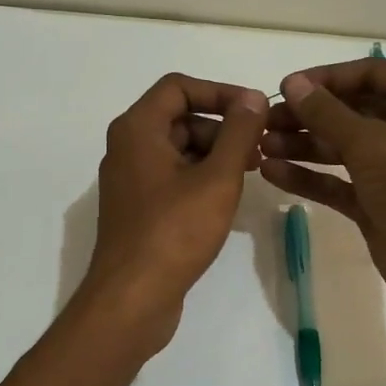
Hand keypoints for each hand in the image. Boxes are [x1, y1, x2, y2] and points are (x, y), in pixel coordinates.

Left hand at [80, 73, 268, 353]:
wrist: (132, 298)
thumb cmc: (175, 232)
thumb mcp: (217, 178)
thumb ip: (238, 133)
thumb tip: (253, 98)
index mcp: (137, 129)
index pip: (178, 87)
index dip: (220, 91)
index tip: (255, 111)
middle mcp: (127, 148)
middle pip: (179, 118)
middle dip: (221, 127)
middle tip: (259, 148)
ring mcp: (130, 181)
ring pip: (178, 150)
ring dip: (214, 154)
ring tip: (250, 173)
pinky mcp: (138, 210)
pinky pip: (172, 178)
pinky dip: (200, 178)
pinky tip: (226, 199)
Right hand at [260, 60, 385, 307]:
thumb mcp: (369, 141)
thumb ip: (326, 112)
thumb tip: (292, 84)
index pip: (369, 73)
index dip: (326, 78)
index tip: (286, 88)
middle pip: (351, 110)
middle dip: (308, 115)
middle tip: (266, 122)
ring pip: (341, 147)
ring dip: (303, 145)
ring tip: (262, 147)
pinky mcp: (375, 200)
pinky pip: (337, 181)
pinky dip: (308, 176)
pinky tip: (272, 172)